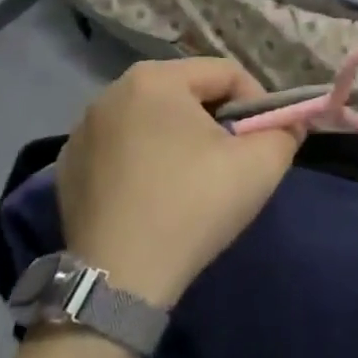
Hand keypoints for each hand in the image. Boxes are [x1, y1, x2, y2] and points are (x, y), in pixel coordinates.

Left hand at [55, 59, 298, 306]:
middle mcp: (113, 91)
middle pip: (188, 92)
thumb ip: (286, 132)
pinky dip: (143, 159)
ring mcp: (83, 129)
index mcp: (156, 78)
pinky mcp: (67, 166)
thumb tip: (290, 124)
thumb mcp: (262, 165)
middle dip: (217, 120)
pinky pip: (121, 147)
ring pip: (153, 119)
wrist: (118, 283)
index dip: (257, 104)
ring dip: (180, 138)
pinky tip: (153, 195)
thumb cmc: (193, 207)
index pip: (226, 74)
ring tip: (193, 179)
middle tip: (232, 160)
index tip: (264, 141)